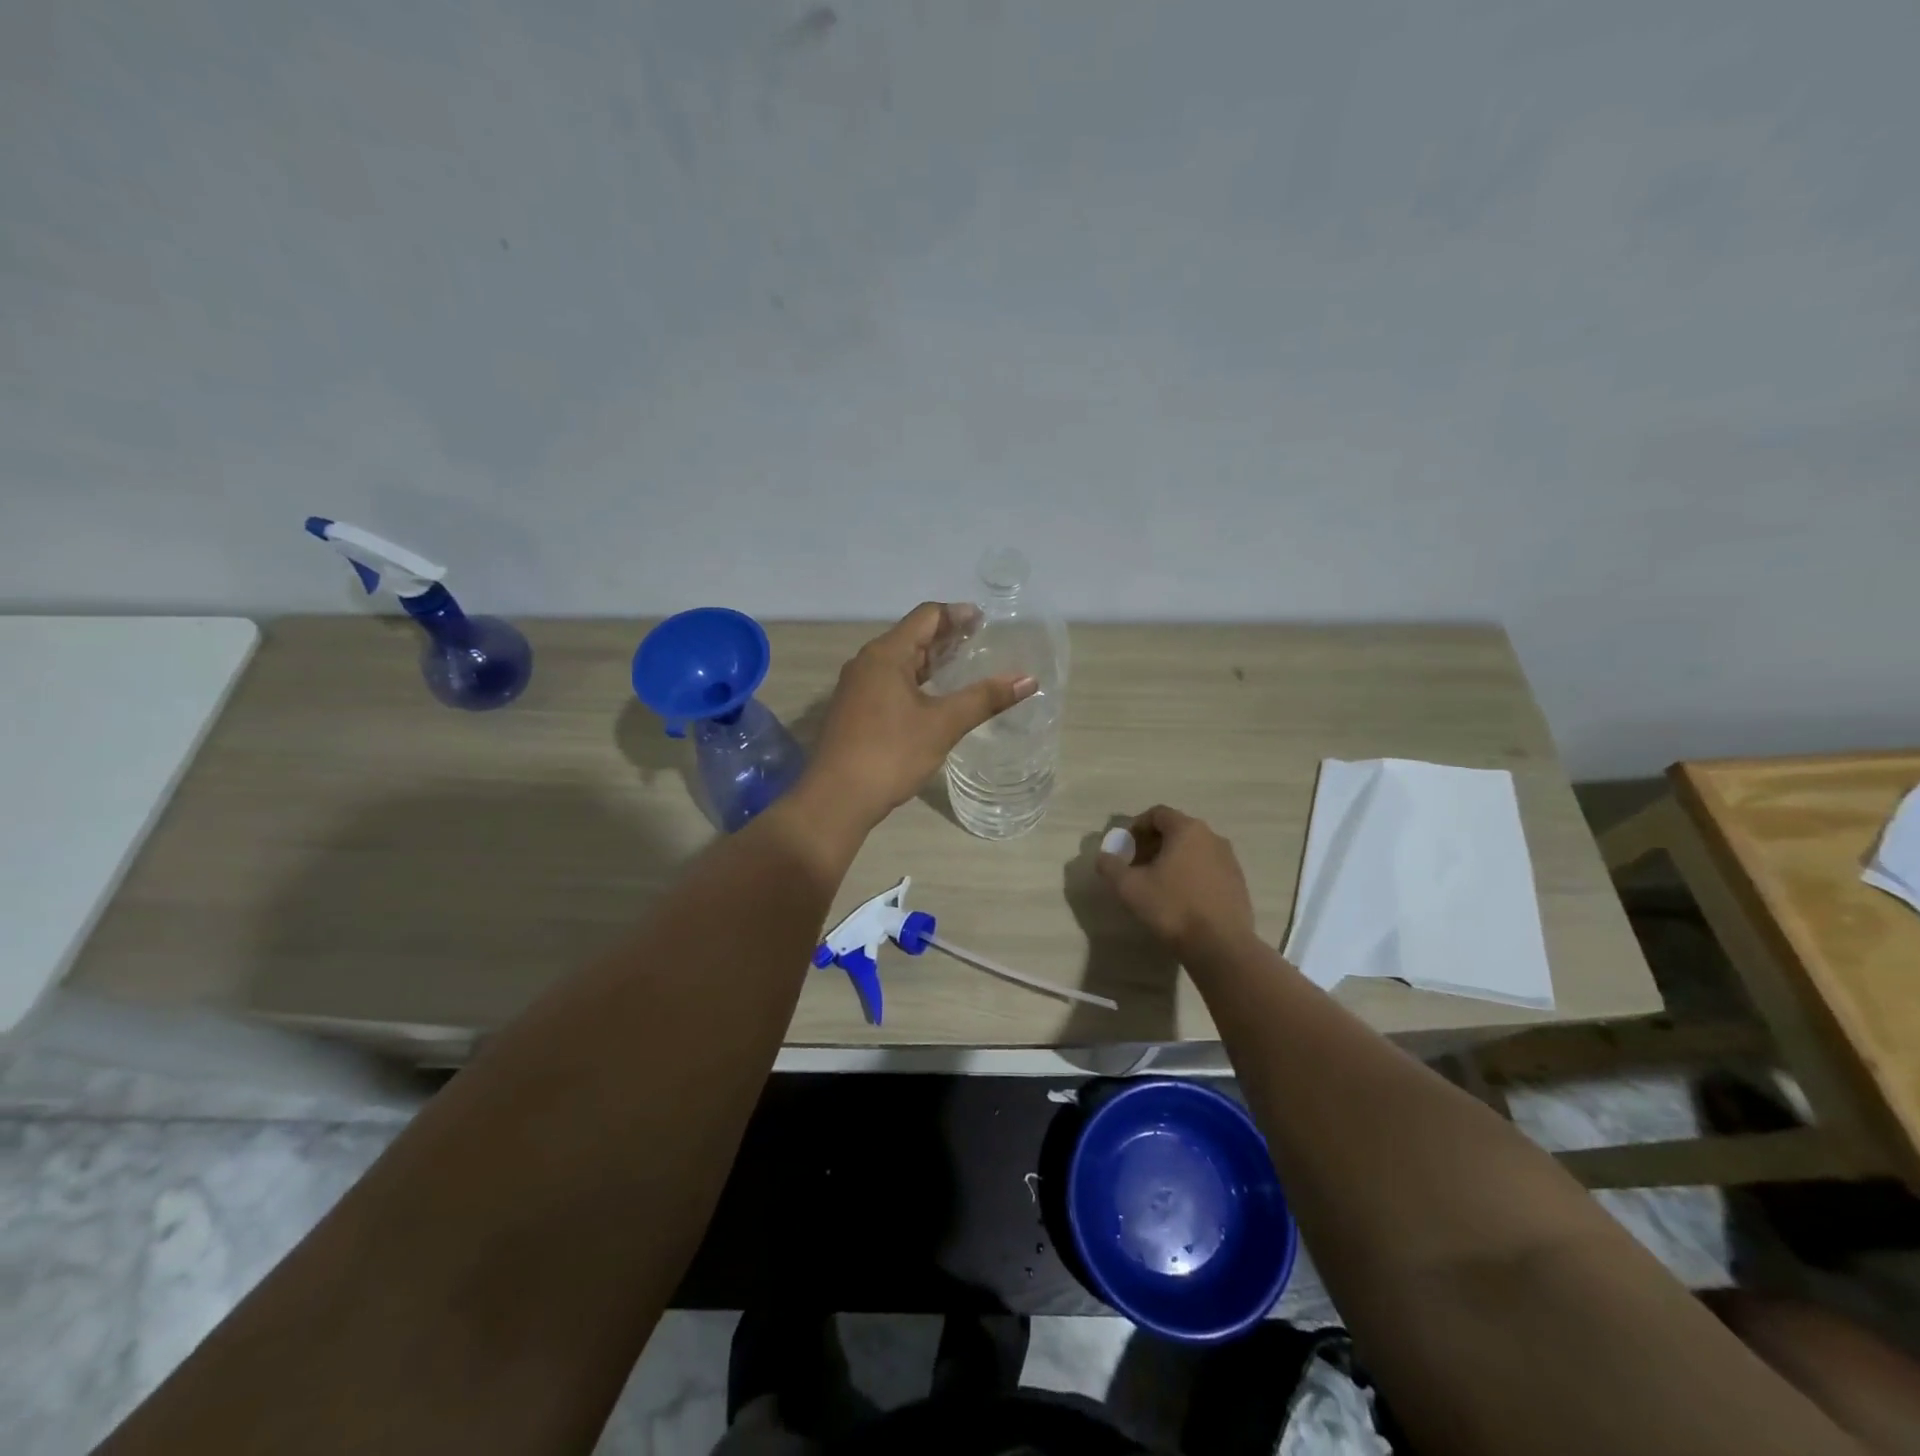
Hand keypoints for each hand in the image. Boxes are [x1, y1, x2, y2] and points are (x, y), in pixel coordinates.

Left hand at [804, 603, 1037, 828]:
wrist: (837, 798)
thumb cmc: (891, 753)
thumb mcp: (943, 725)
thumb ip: (985, 699)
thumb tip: (1029, 680)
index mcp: (885, 655)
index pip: (925, 617)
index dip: (957, 615)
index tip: (985, 621)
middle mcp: (866, 663)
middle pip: (911, 636)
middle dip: (945, 637)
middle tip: (980, 643)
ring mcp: (856, 688)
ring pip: (899, 662)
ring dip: (930, 661)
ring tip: (963, 668)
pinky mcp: (854, 711)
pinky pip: (889, 683)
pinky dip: (915, 682)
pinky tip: (934, 699)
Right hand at [1097, 805, 1255, 955]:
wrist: (1221, 946)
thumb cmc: (1172, 907)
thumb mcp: (1129, 887)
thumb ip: (1110, 866)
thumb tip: (1103, 857)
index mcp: (1187, 829)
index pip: (1157, 814)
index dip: (1136, 827)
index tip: (1124, 848)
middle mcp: (1212, 837)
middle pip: (1176, 830)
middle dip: (1152, 844)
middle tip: (1136, 866)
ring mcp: (1229, 860)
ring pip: (1193, 850)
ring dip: (1172, 859)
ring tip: (1157, 883)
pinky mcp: (1238, 883)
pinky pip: (1208, 868)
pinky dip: (1190, 874)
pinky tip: (1181, 898)